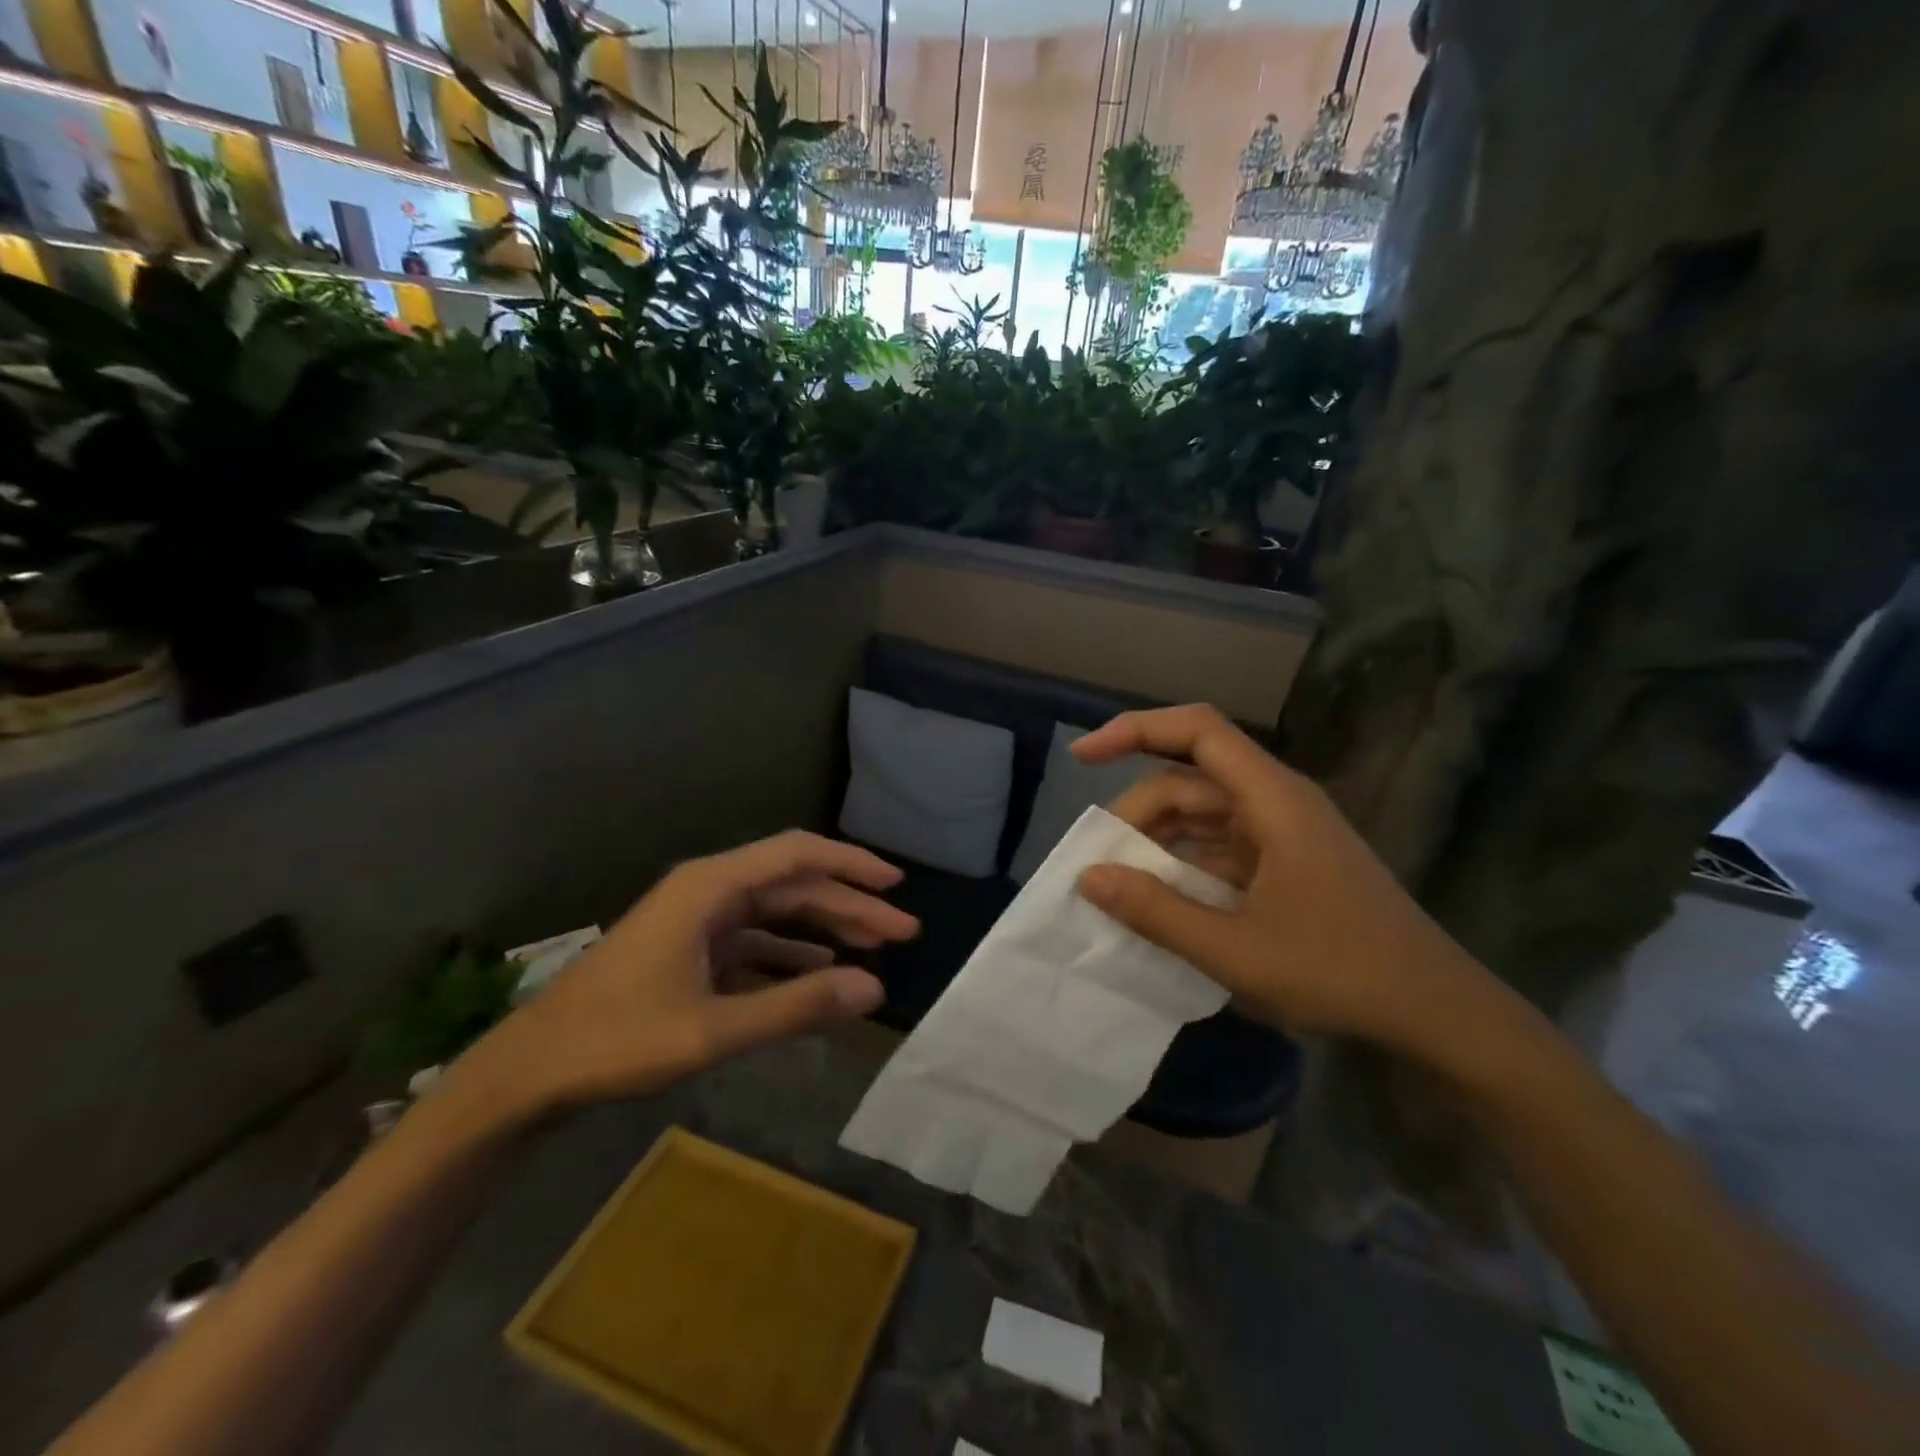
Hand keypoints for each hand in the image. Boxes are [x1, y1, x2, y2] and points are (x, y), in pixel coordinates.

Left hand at [444, 832, 918, 1124]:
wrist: (529, 1072)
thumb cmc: (617, 1040)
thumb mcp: (714, 1028)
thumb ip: (796, 1006)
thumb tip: (874, 989)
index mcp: (711, 887)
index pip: (797, 855)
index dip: (851, 865)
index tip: (896, 885)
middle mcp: (708, 891)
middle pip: (793, 884)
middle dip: (850, 905)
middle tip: (902, 933)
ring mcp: (696, 921)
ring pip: (777, 912)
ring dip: (825, 928)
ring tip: (874, 950)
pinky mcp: (689, 951)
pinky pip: (754, 942)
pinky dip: (791, 955)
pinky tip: (820, 973)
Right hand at [1071, 705, 1493, 1059]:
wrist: (1437, 1013)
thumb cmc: (1342, 973)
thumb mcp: (1236, 951)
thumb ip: (1157, 912)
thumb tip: (1088, 877)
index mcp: (1273, 800)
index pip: (1197, 730)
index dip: (1134, 730)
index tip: (1082, 757)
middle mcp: (1277, 802)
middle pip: (1189, 779)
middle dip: (1137, 813)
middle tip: (1100, 866)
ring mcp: (1283, 833)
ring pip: (1201, 814)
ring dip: (1157, 842)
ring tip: (1121, 886)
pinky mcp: (1286, 863)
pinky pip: (1220, 847)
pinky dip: (1184, 865)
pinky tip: (1161, 902)